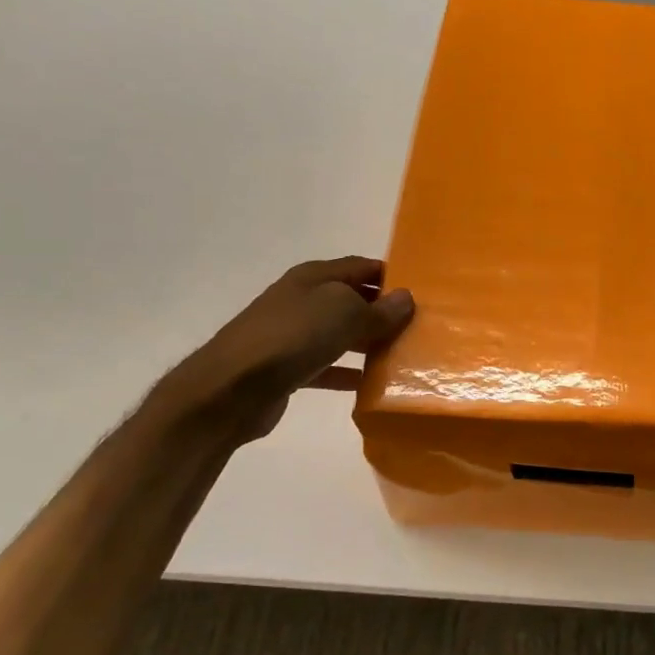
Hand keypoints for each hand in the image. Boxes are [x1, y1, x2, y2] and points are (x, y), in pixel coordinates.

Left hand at [158, 257, 413, 442]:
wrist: (232, 388)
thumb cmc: (293, 336)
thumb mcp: (344, 313)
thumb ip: (378, 309)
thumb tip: (405, 298)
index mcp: (315, 277)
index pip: (362, 266)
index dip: (391, 275)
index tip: (422, 292)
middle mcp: (303, 300)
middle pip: (352, 300)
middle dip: (383, 312)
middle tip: (419, 328)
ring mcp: (293, 335)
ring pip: (341, 334)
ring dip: (369, 343)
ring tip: (403, 356)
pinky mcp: (288, 368)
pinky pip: (327, 366)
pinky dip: (348, 373)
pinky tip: (372, 385)